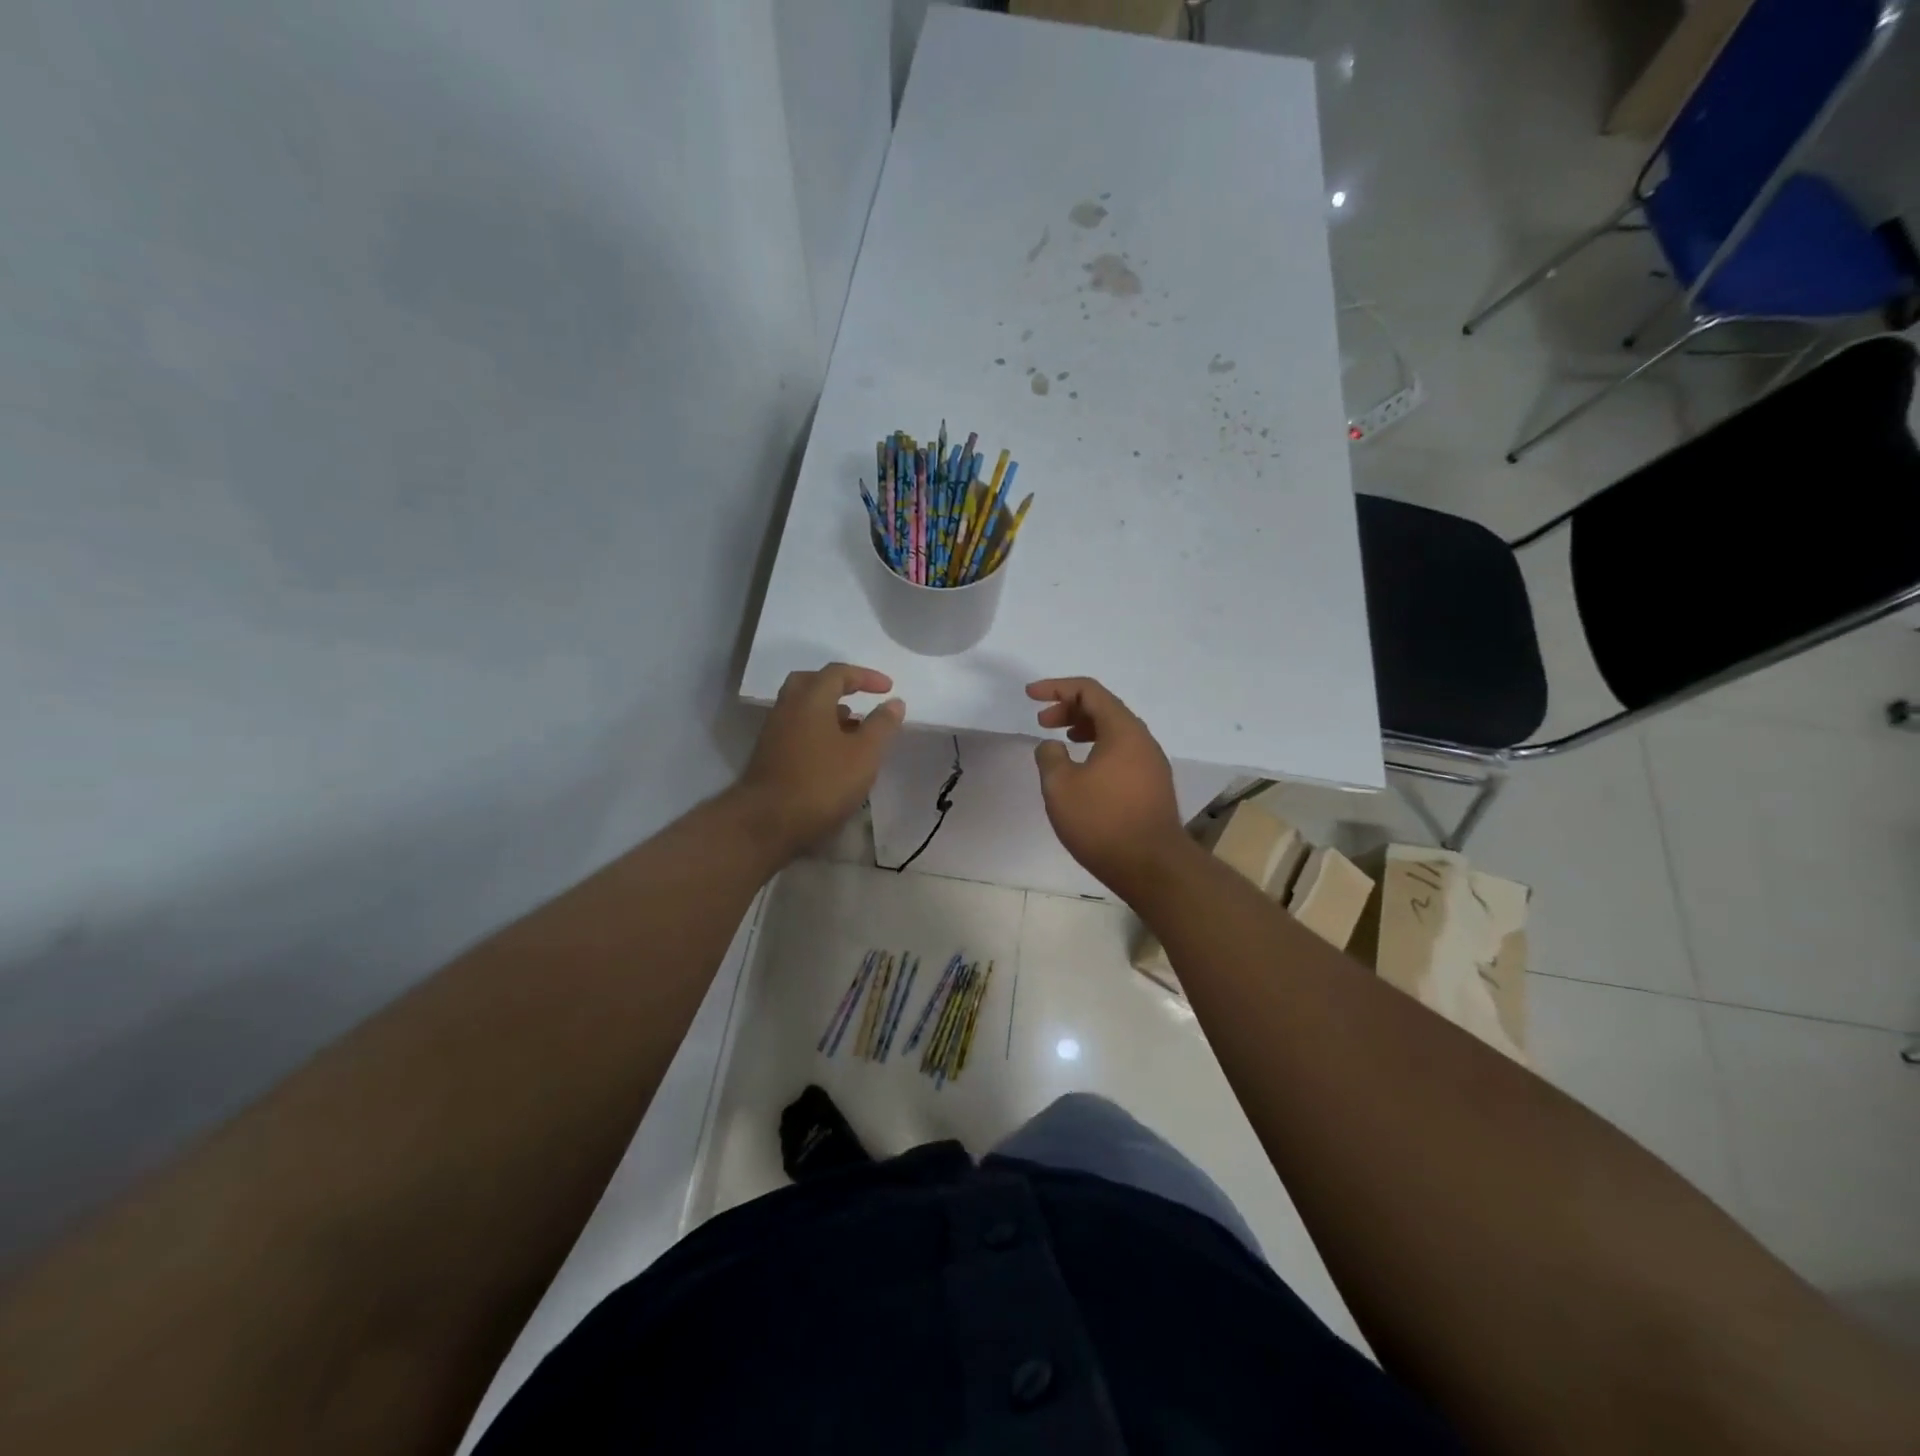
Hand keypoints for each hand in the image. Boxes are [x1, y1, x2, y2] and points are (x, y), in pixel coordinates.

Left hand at [737, 663, 904, 857]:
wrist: (766, 823)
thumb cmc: (822, 783)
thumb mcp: (864, 754)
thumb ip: (882, 725)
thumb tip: (894, 702)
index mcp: (810, 699)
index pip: (838, 673)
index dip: (865, 676)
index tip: (888, 688)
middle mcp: (787, 708)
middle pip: (812, 683)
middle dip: (839, 686)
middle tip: (860, 697)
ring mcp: (774, 732)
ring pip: (802, 708)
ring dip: (829, 710)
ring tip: (854, 727)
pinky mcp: (769, 755)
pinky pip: (797, 729)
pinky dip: (818, 729)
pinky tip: (834, 753)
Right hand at [1027, 677, 1190, 897]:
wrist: (1152, 867)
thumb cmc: (1102, 821)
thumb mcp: (1060, 787)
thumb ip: (1049, 757)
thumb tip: (1051, 746)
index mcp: (1123, 730)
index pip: (1089, 691)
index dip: (1056, 687)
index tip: (1030, 695)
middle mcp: (1142, 740)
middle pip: (1104, 708)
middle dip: (1069, 708)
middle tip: (1042, 721)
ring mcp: (1152, 763)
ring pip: (1115, 732)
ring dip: (1084, 729)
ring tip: (1062, 741)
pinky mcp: (1153, 785)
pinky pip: (1122, 752)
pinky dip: (1098, 748)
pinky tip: (1084, 770)